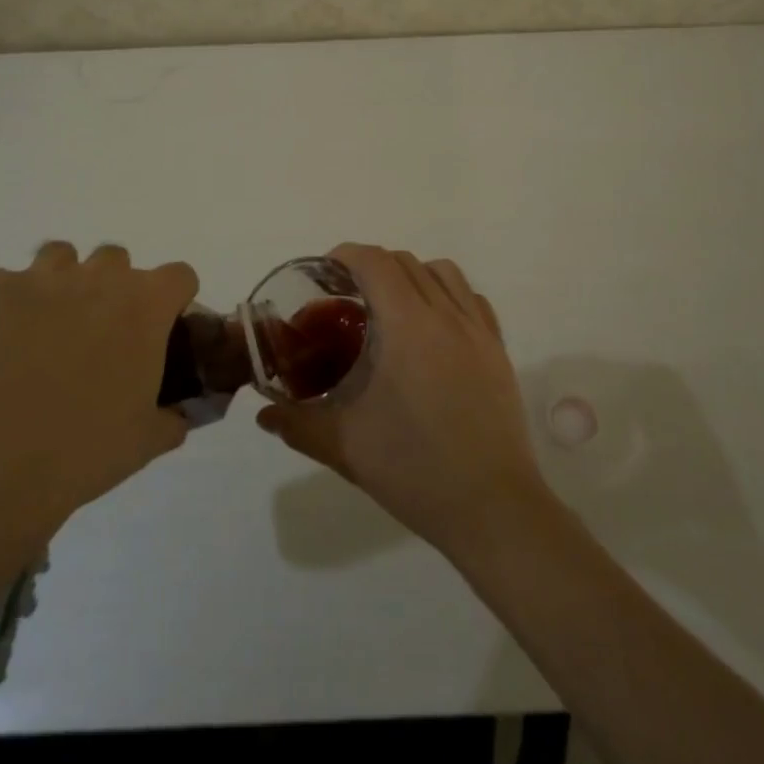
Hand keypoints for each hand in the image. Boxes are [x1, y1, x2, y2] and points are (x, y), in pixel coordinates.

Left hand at [0, 241, 196, 576]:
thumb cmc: (82, 451)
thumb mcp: (144, 442)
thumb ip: (170, 418)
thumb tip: (177, 416)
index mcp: (146, 305)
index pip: (178, 276)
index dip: (170, 301)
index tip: (157, 330)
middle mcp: (100, 276)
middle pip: (116, 260)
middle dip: (109, 290)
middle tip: (94, 338)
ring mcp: (42, 277)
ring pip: (60, 257)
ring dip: (58, 285)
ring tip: (40, 331)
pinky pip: (2, 284)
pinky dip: (2, 308)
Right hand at [257, 244, 554, 557]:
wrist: (491, 508)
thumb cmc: (414, 470)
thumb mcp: (345, 446)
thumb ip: (298, 424)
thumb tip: (264, 414)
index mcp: (407, 324)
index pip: (375, 262)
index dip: (347, 255)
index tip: (325, 272)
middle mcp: (445, 314)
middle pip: (406, 262)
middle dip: (373, 266)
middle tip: (349, 296)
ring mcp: (478, 329)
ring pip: (443, 272)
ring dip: (413, 274)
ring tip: (392, 306)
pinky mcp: (498, 349)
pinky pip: (472, 299)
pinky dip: (448, 295)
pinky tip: (434, 327)